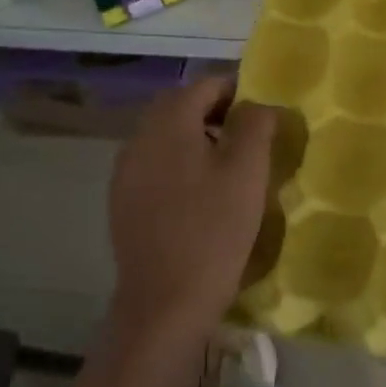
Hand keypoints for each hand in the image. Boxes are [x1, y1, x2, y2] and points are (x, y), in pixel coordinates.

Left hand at [105, 77, 276, 355]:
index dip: (238, 92)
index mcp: (169, 122)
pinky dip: (178, 164)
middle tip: (247, 139)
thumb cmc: (213, 229)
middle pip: (181, 106)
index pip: (206, 84)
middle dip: (215, 112)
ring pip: (165, 136)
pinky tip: (198, 196)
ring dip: (196, 138)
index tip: (262, 117)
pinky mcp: (122, 201)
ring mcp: (125, 171)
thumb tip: (258, 104)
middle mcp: (140, 137)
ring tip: (227, 168)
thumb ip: (256, 124)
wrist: (165, 302)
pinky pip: (154, 164)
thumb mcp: (248, 171)